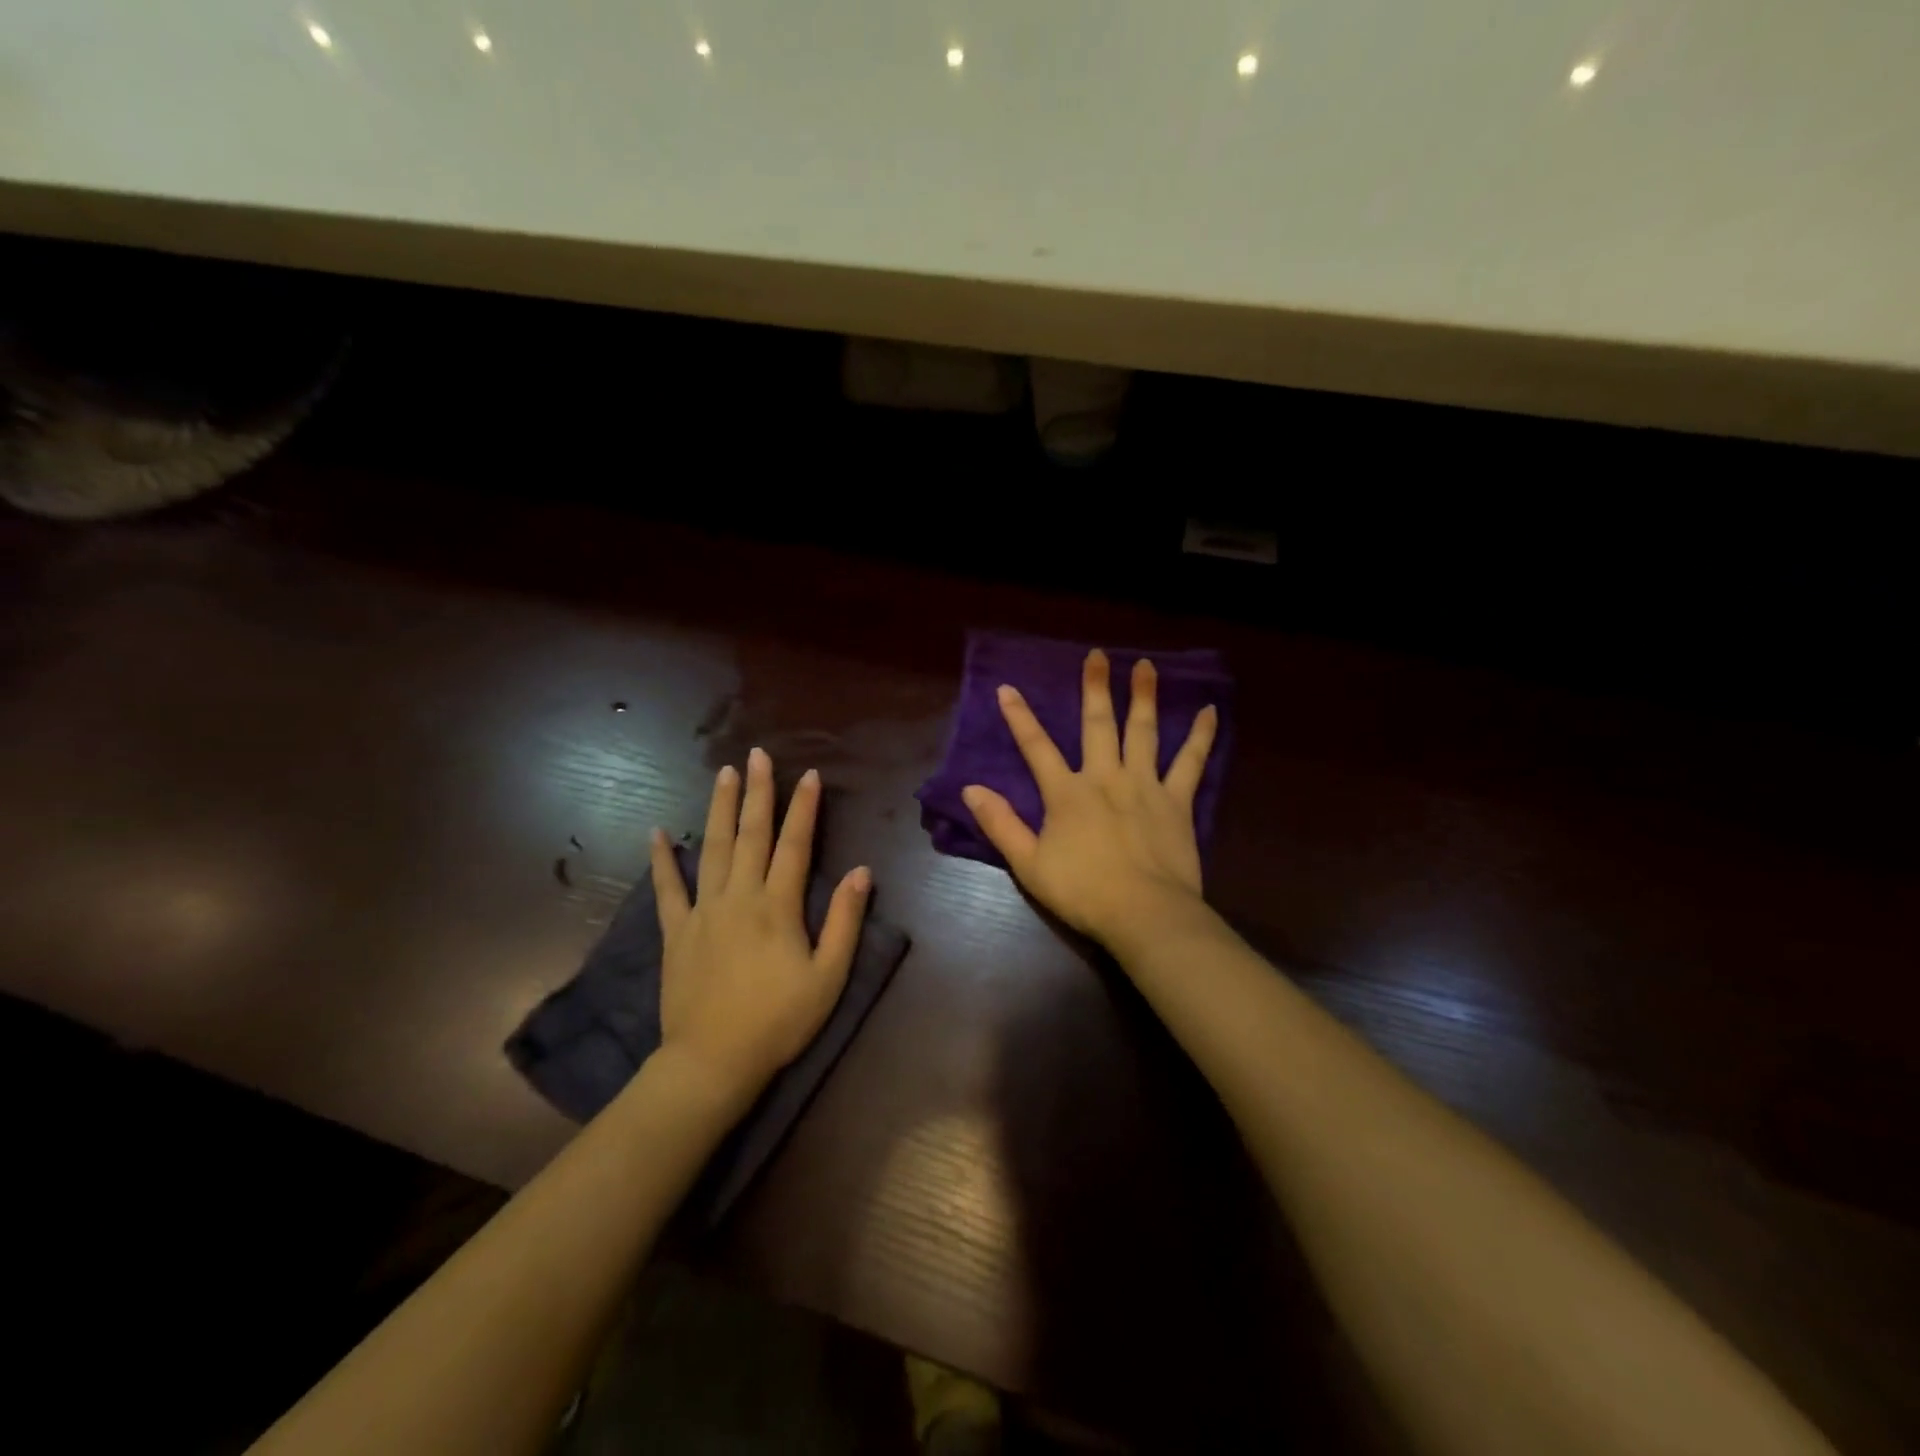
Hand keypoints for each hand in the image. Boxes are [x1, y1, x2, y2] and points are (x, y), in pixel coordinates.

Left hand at [650, 748, 871, 1100]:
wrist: (713, 1061)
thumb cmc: (779, 1021)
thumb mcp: (828, 977)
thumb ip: (845, 921)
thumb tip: (862, 872)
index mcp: (778, 906)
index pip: (795, 845)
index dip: (804, 808)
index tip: (809, 775)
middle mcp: (740, 897)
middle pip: (751, 834)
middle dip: (758, 792)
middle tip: (758, 755)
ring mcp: (703, 911)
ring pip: (712, 848)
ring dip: (719, 808)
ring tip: (723, 774)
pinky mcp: (676, 931)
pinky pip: (667, 888)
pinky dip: (661, 859)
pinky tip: (657, 832)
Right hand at [962, 649, 1218, 946]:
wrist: (1144, 914)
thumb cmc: (1083, 892)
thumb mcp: (1028, 864)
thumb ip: (1000, 823)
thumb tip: (971, 788)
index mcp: (1067, 793)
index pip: (1036, 747)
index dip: (1020, 717)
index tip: (1008, 688)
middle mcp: (1105, 778)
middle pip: (1098, 725)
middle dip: (1095, 688)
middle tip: (1098, 655)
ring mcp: (1144, 785)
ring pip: (1143, 731)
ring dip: (1144, 697)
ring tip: (1146, 666)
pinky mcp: (1177, 801)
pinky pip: (1191, 762)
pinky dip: (1200, 735)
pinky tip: (1209, 711)